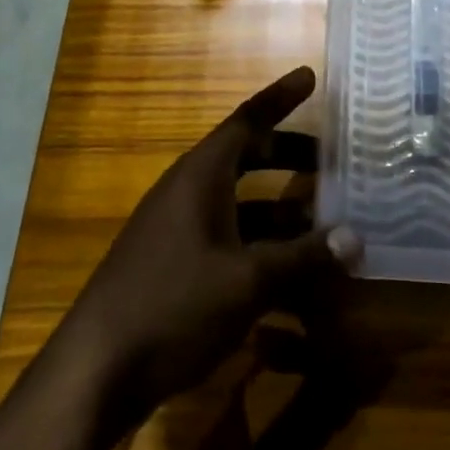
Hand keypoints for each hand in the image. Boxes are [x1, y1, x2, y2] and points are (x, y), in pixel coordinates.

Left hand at [46, 67, 362, 426]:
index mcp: (201, 174)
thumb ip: (303, 258)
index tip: (310, 76)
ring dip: (277, 207)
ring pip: (238, 201)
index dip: (280, 97)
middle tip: (330, 158)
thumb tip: (355, 237)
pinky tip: (286, 273)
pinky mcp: (172, 263)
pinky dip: (259, 242)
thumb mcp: (247, 282)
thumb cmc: (173, 306)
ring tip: (321, 219)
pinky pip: (226, 235)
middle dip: (287, 154)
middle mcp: (188, 190)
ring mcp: (176, 227)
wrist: (94, 372)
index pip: (248, 119)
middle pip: (244, 156)